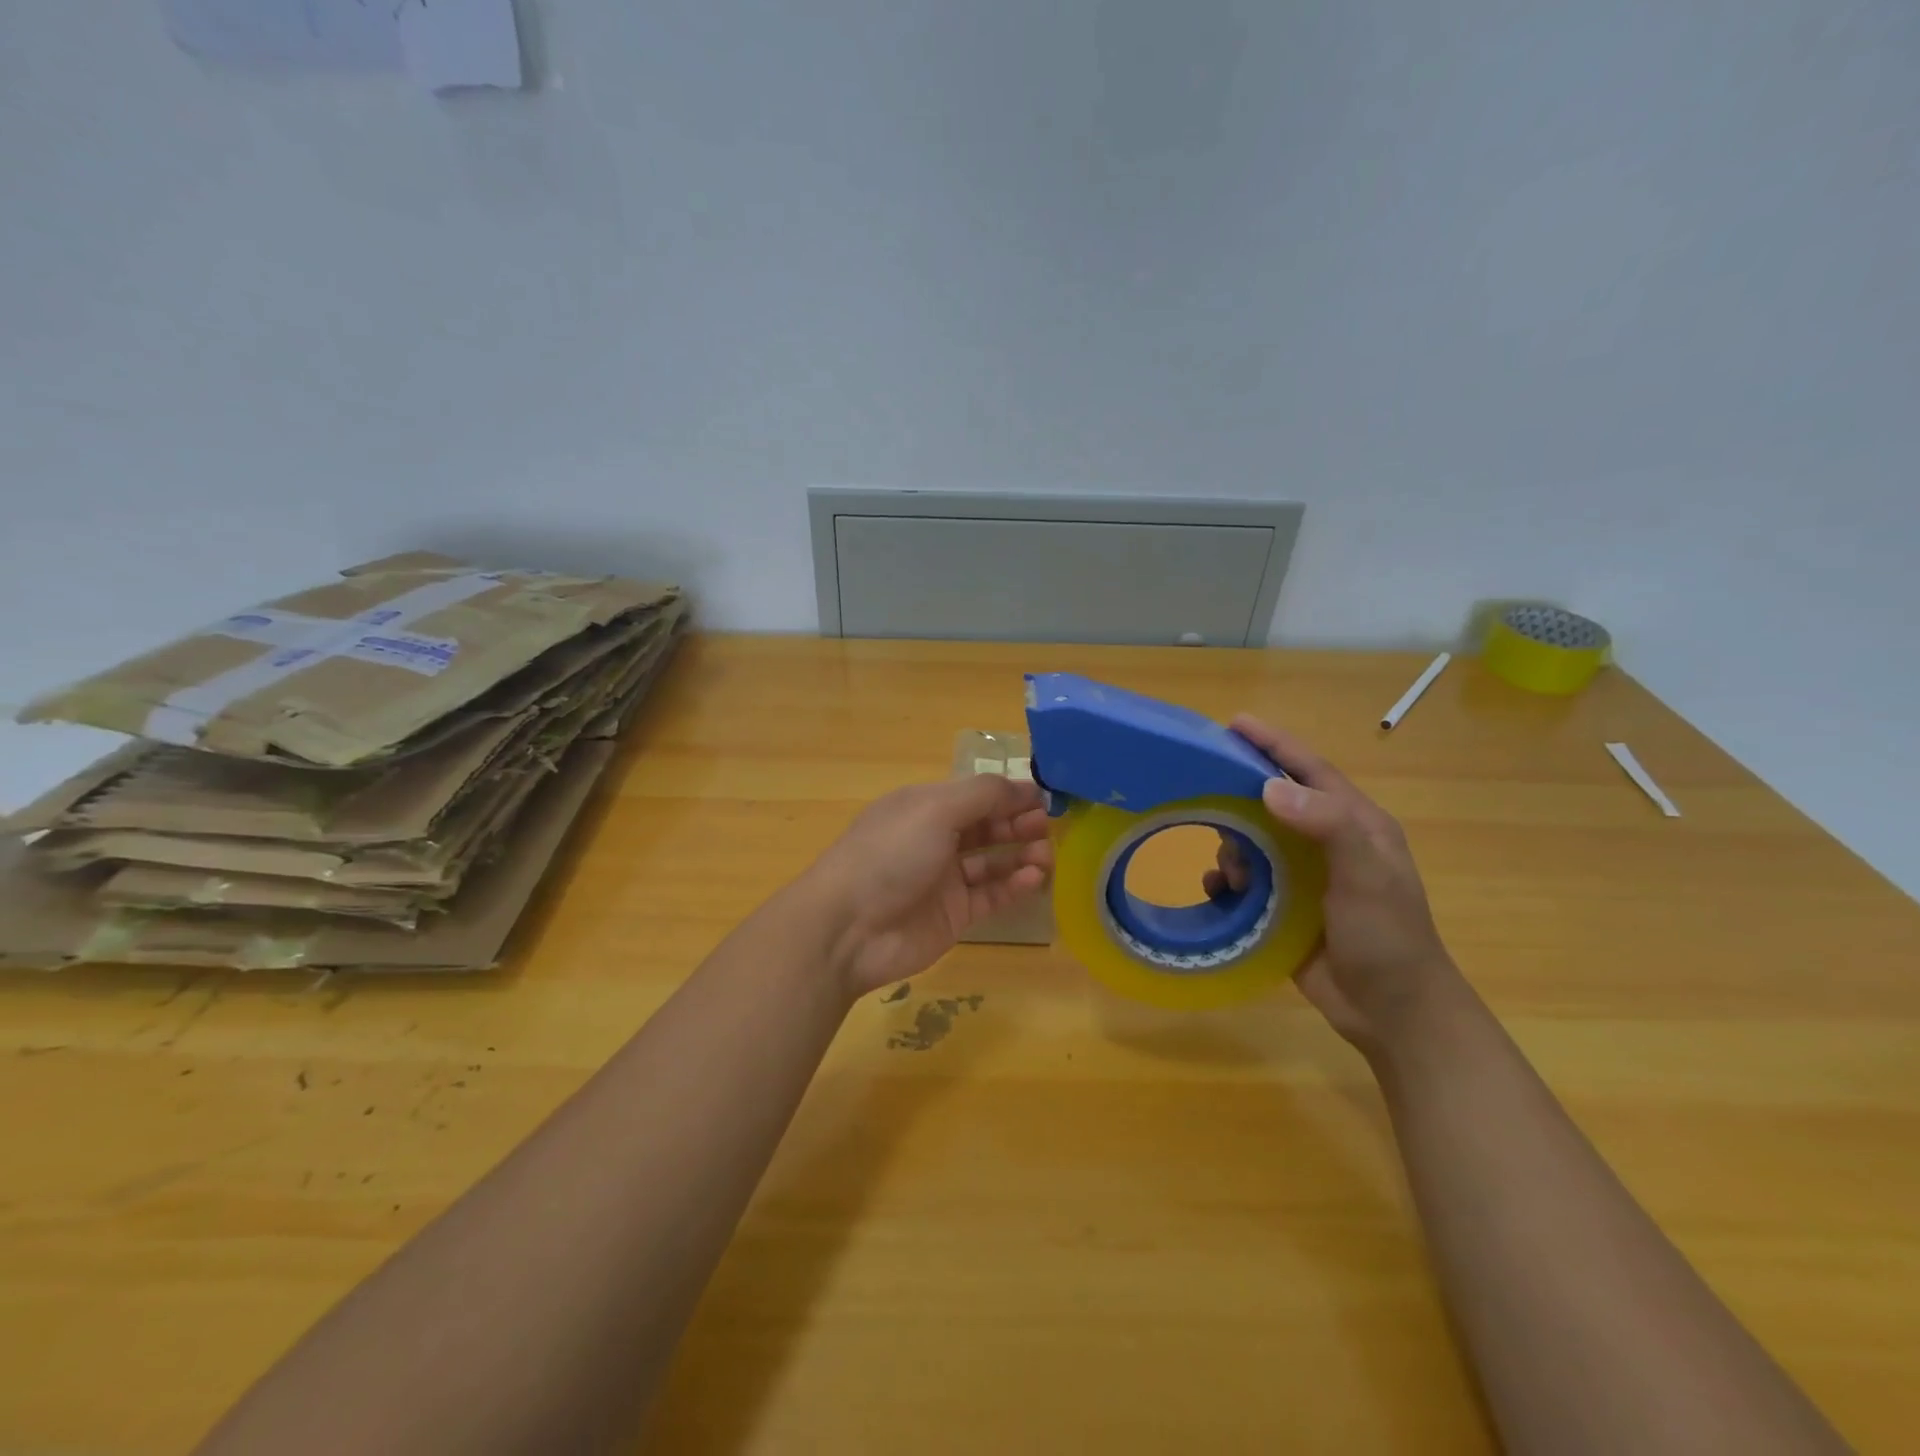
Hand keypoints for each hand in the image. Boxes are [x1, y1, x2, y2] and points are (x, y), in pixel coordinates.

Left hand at [804, 775, 1052, 998]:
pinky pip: (991, 895)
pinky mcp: (954, 914)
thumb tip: (1024, 786)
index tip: (1046, 797)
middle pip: (986, 825)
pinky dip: (1014, 885)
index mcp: (925, 806)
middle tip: (1048, 826)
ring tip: (1047, 855)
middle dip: (1018, 822)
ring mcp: (944, 878)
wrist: (849, 929)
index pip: (976, 793)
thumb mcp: (935, 809)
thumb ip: (983, 795)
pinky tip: (1035, 878)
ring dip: (1021, 854)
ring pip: (993, 861)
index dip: (1009, 793)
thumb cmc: (890, 854)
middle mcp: (935, 838)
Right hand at [1207, 716, 1456, 1053]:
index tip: (1235, 723)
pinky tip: (1221, 892)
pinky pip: (1243, 881)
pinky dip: (1227, 882)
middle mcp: (1326, 843)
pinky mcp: (1283, 908)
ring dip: (1233, 848)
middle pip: (1272, 802)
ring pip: (1252, 842)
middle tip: (1206, 797)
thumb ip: (1326, 825)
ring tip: (1233, 871)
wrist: (1392, 1013)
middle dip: (1241, 799)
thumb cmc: (1387, 936)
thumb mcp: (1365, 875)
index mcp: (1355, 824)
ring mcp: (1303, 877)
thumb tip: (1268, 786)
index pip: (1310, 770)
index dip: (1274, 744)